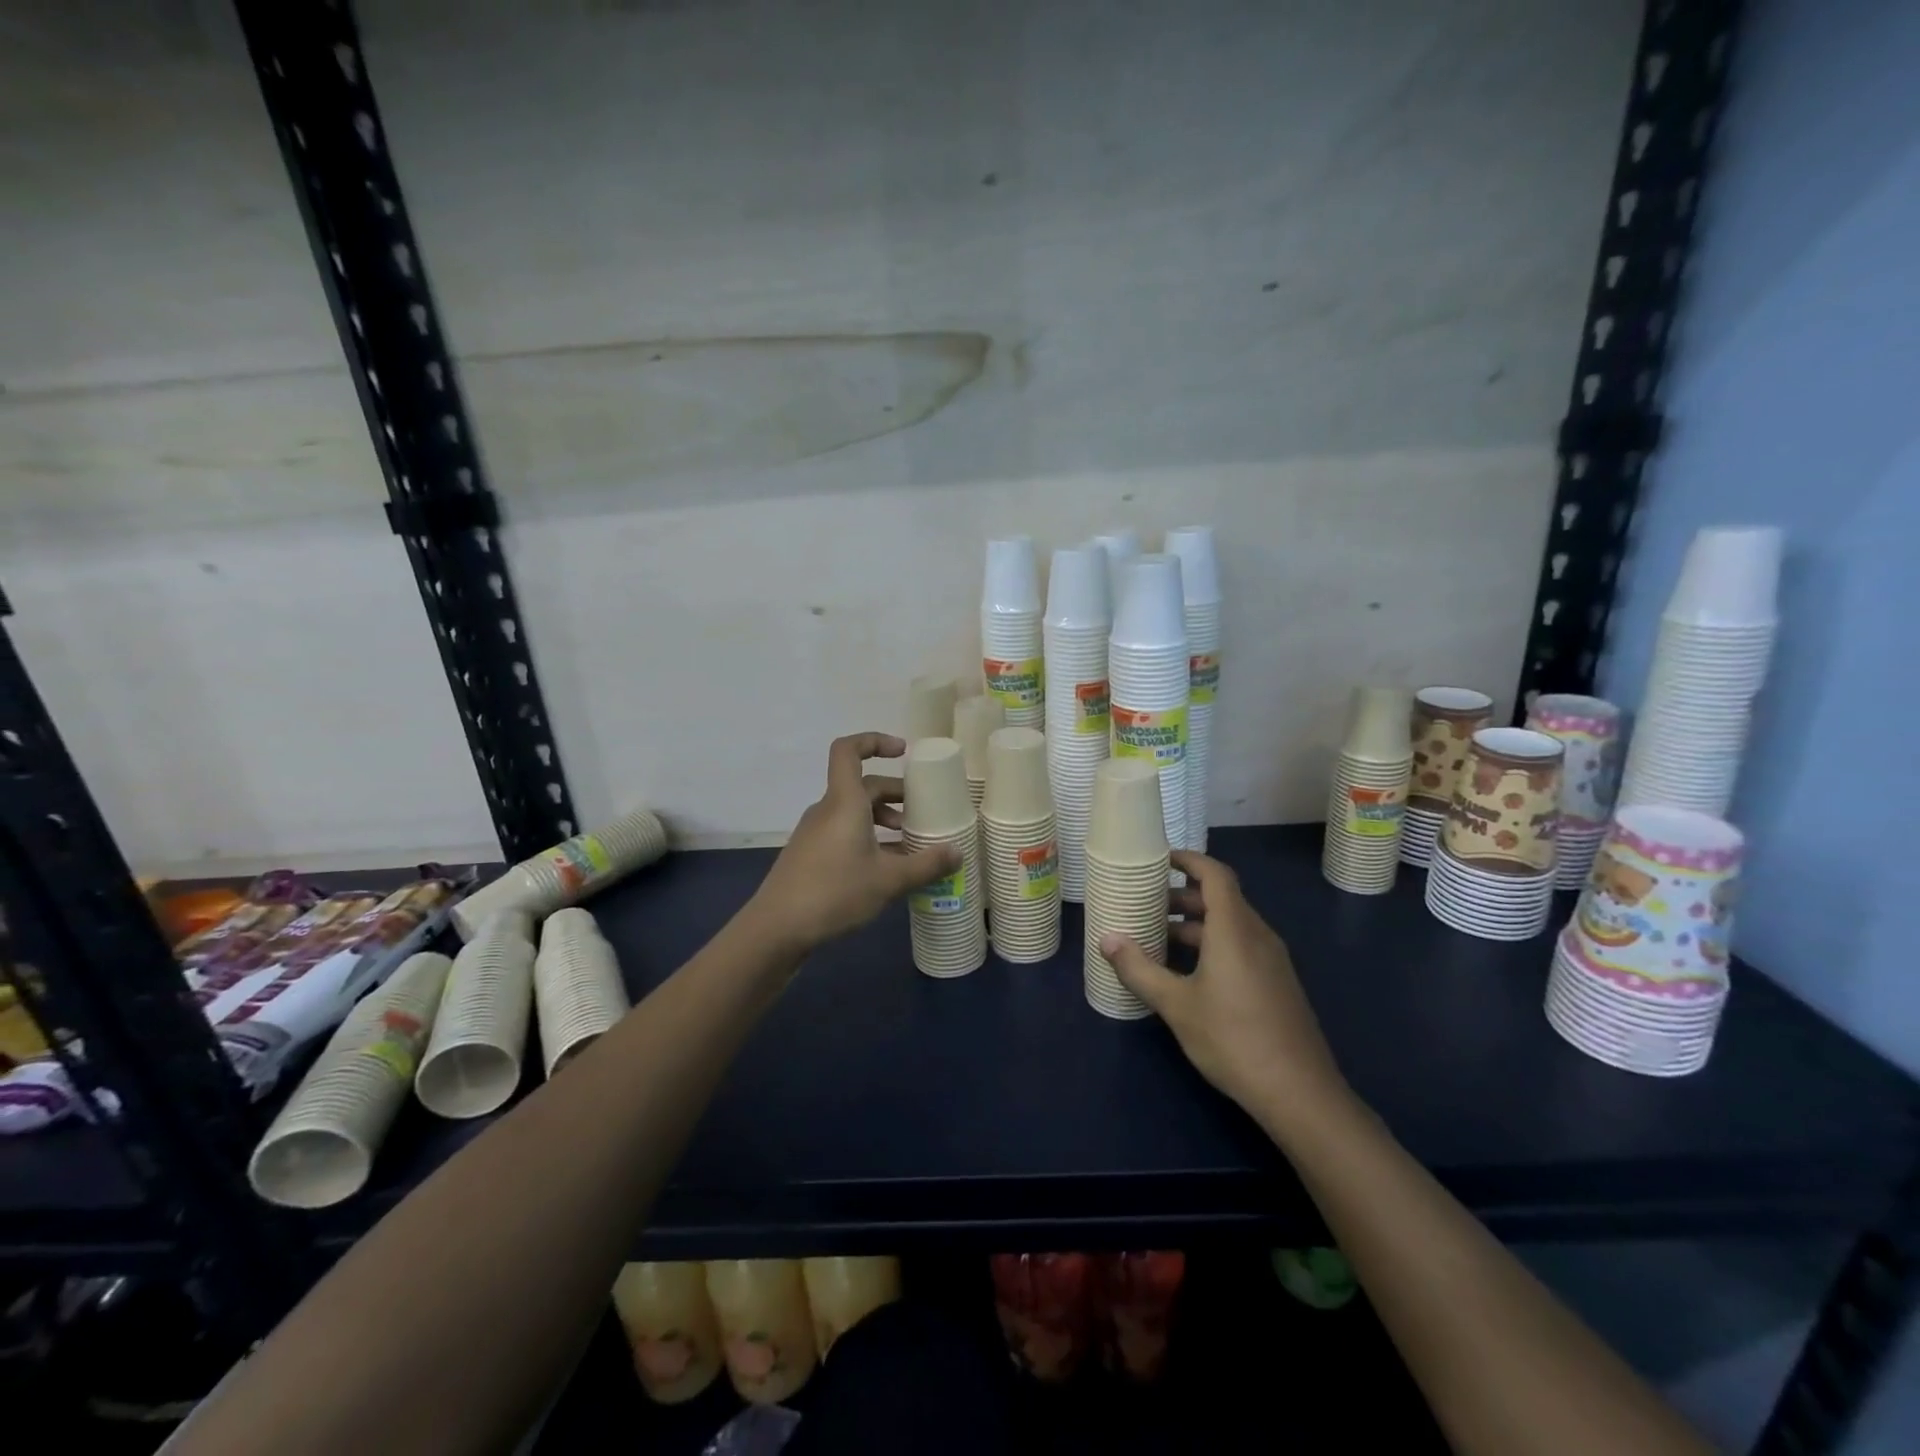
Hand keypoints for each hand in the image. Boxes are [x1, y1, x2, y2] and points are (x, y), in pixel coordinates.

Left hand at [747, 733, 958, 954]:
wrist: (776, 928)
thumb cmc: (834, 892)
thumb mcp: (888, 880)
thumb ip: (926, 865)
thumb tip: (957, 853)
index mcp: (844, 802)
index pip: (848, 750)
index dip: (874, 741)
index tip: (903, 753)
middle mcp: (827, 809)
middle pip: (862, 785)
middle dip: (895, 794)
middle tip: (922, 814)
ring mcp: (815, 832)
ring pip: (854, 811)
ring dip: (883, 818)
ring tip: (909, 844)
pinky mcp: (810, 854)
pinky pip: (844, 831)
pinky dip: (867, 837)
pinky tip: (884, 867)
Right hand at [1100, 850, 1346, 1130]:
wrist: (1299, 1093)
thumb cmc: (1233, 1039)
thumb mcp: (1176, 1005)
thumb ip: (1139, 969)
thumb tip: (1107, 940)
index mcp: (1235, 929)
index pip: (1215, 875)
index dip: (1189, 860)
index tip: (1159, 859)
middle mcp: (1258, 935)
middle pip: (1222, 898)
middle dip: (1184, 895)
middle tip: (1147, 903)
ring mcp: (1272, 960)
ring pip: (1231, 925)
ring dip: (1196, 923)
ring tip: (1159, 937)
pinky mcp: (1277, 983)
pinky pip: (1242, 946)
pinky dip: (1213, 944)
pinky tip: (1189, 972)